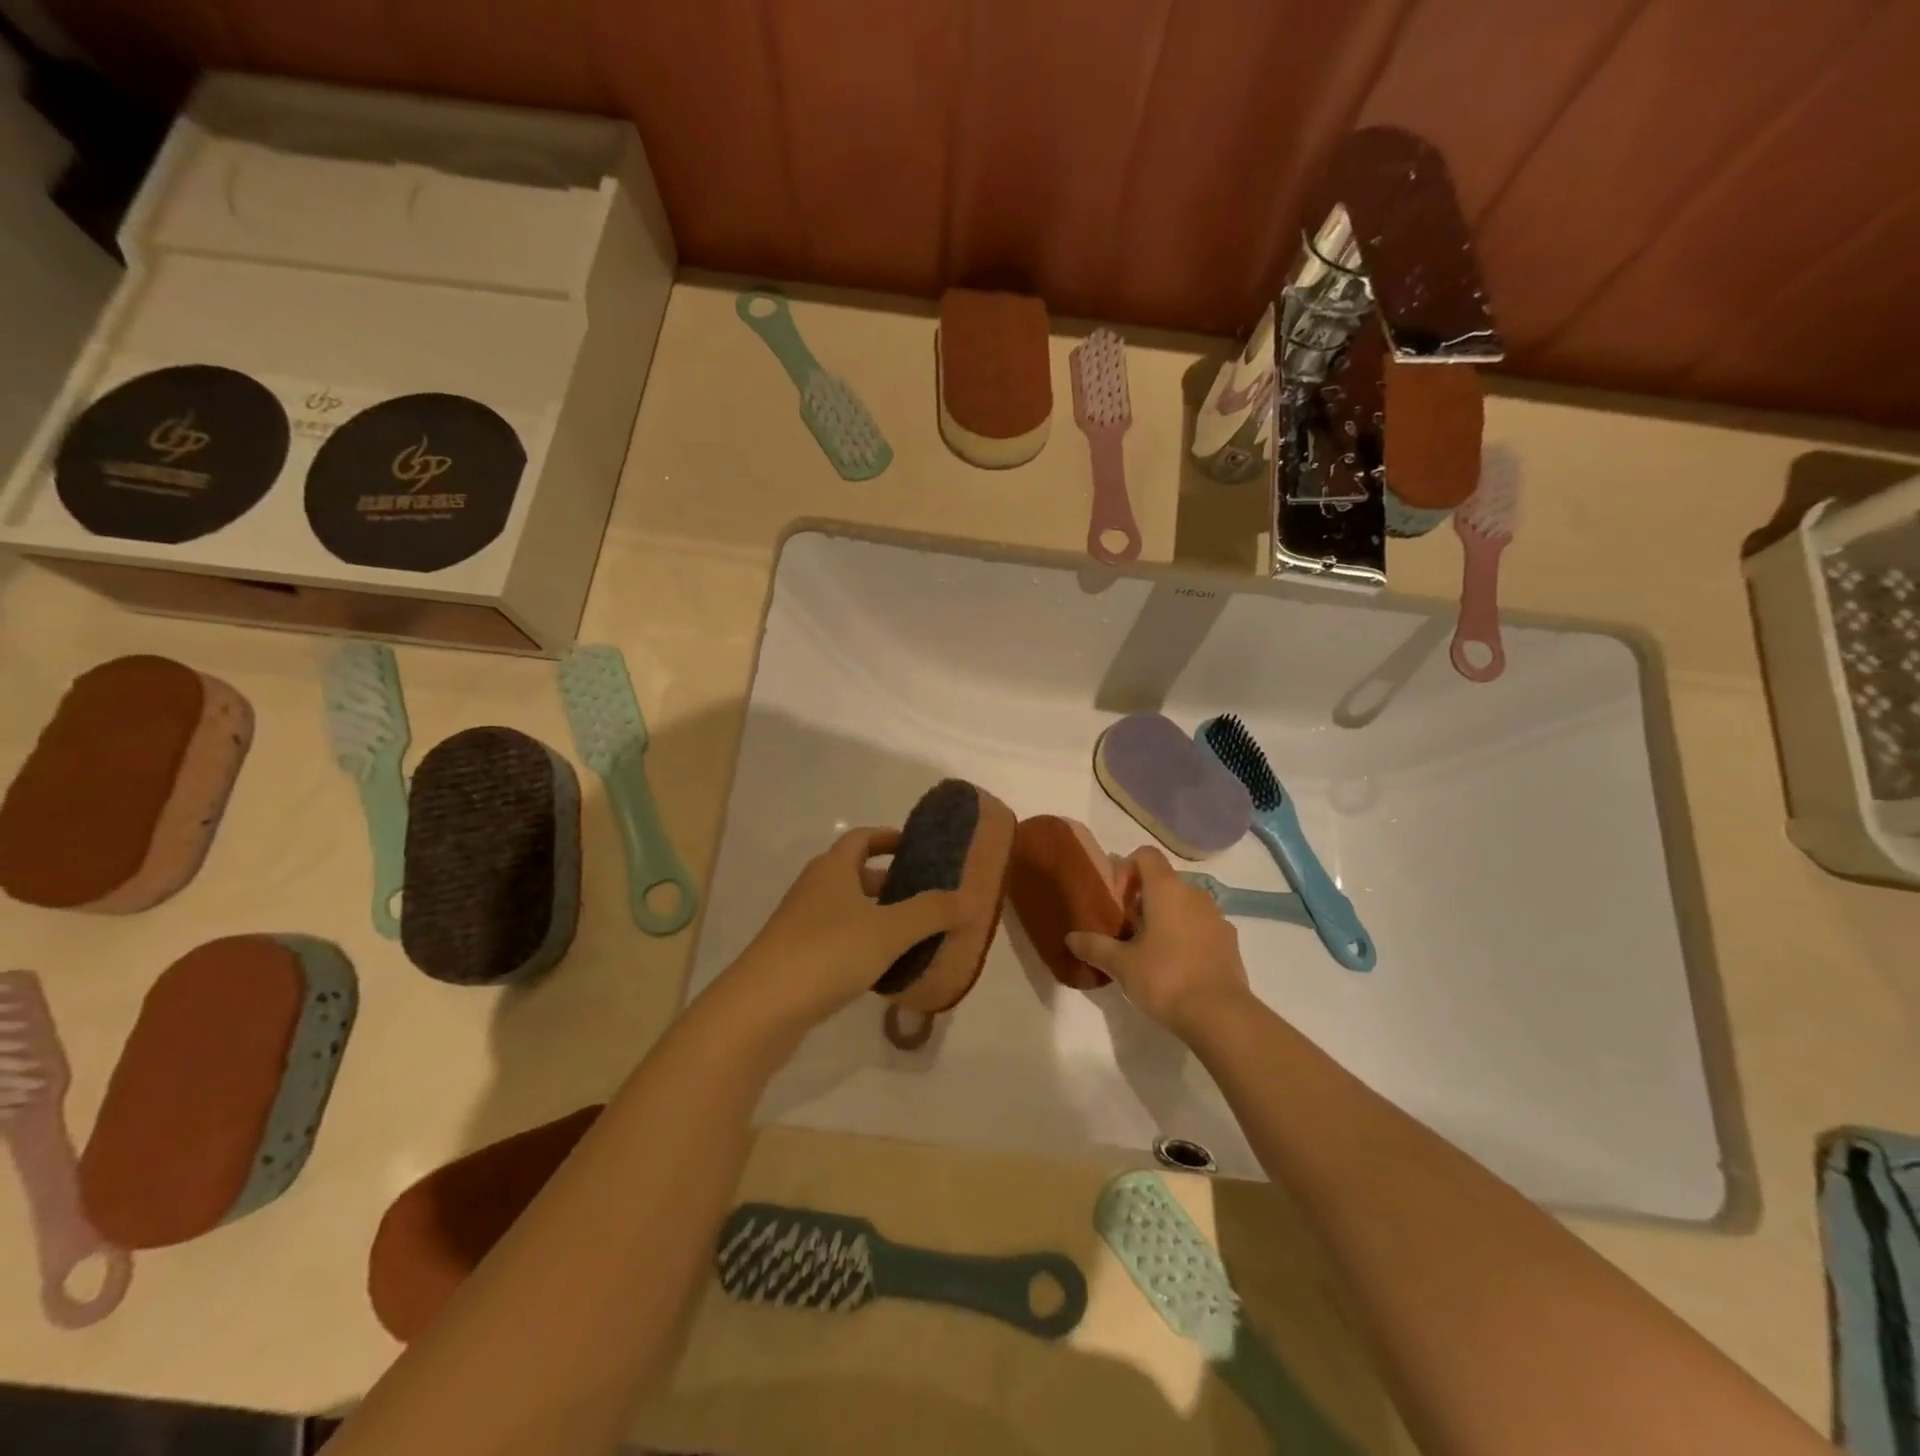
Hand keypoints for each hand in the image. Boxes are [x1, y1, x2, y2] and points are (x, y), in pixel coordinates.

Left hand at [722, 827, 965, 1032]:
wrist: (760, 1009)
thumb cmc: (827, 953)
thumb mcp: (889, 930)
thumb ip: (931, 912)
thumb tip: (970, 897)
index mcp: (832, 869)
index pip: (862, 839)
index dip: (889, 837)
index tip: (918, 847)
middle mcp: (814, 889)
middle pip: (855, 874)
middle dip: (890, 881)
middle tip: (926, 895)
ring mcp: (800, 925)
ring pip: (847, 910)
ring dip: (877, 916)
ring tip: (914, 933)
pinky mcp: (796, 959)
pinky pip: (837, 941)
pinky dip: (862, 945)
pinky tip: (884, 969)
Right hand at [1066, 846, 1251, 1035]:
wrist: (1220, 1016)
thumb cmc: (1165, 978)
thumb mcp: (1121, 965)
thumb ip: (1094, 946)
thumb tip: (1070, 937)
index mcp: (1167, 889)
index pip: (1146, 855)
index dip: (1126, 869)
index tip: (1116, 900)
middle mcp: (1194, 894)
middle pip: (1163, 881)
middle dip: (1141, 899)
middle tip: (1124, 930)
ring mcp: (1216, 917)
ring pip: (1183, 904)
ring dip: (1165, 918)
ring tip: (1148, 951)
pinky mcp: (1229, 942)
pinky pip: (1200, 926)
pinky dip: (1185, 936)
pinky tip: (1174, 966)